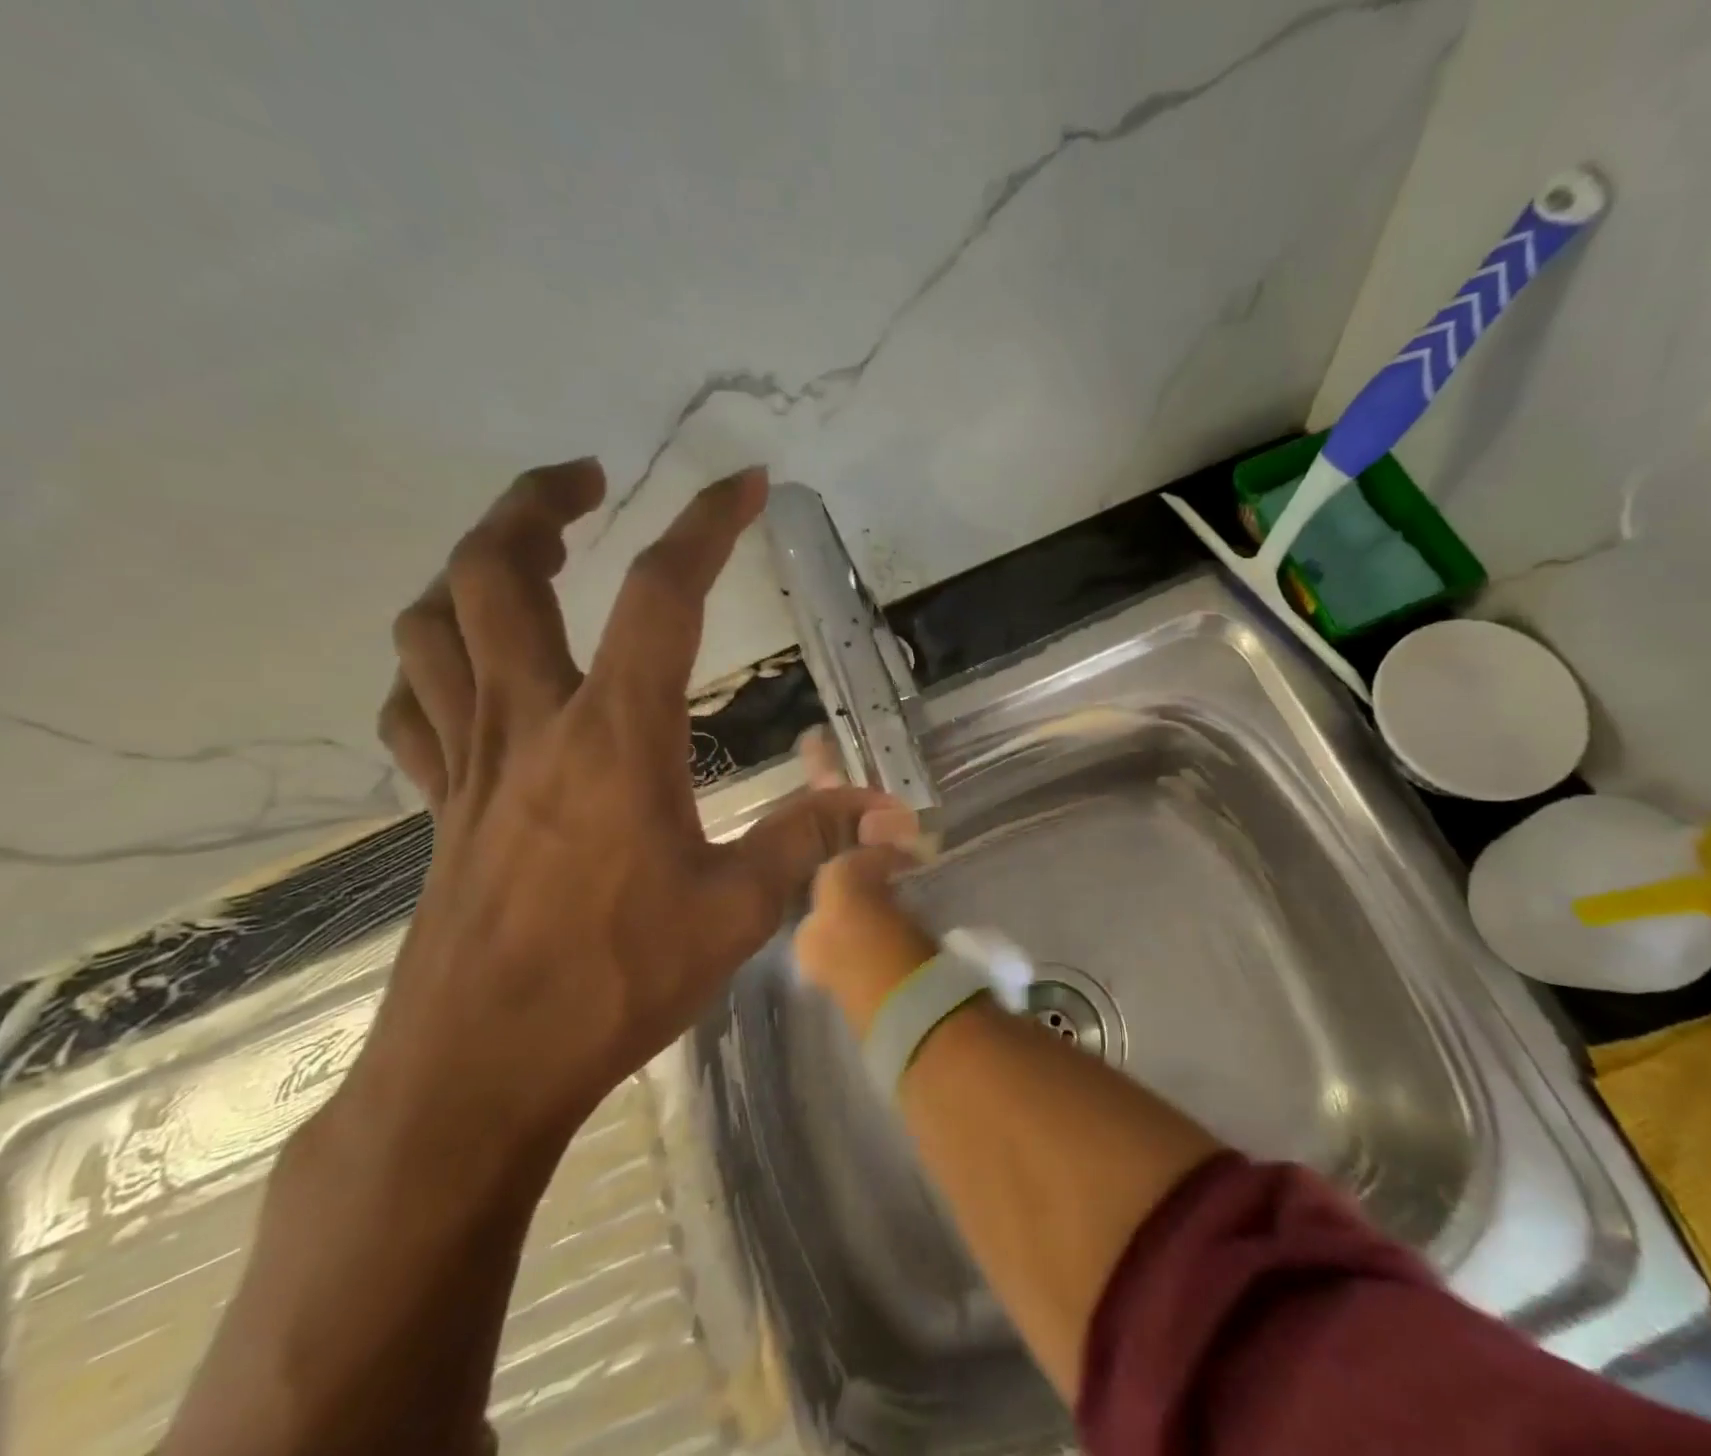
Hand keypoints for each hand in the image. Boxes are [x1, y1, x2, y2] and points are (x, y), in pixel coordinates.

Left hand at [358, 460, 910, 1146]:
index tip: (743, 483)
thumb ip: (812, 840)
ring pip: (434, 626)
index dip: (705, 525)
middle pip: (497, 575)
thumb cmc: (616, 983)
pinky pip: (414, 706)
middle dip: (538, 504)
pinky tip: (467, 667)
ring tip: (525, 553)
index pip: (661, 596)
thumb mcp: (740, 911)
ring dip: (472, 567)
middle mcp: (532, 726)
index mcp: (616, 739)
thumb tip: (893, 811)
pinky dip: (434, 661)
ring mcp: (470, 763)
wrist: (479, 1073)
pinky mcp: (440, 805)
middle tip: (588, 480)